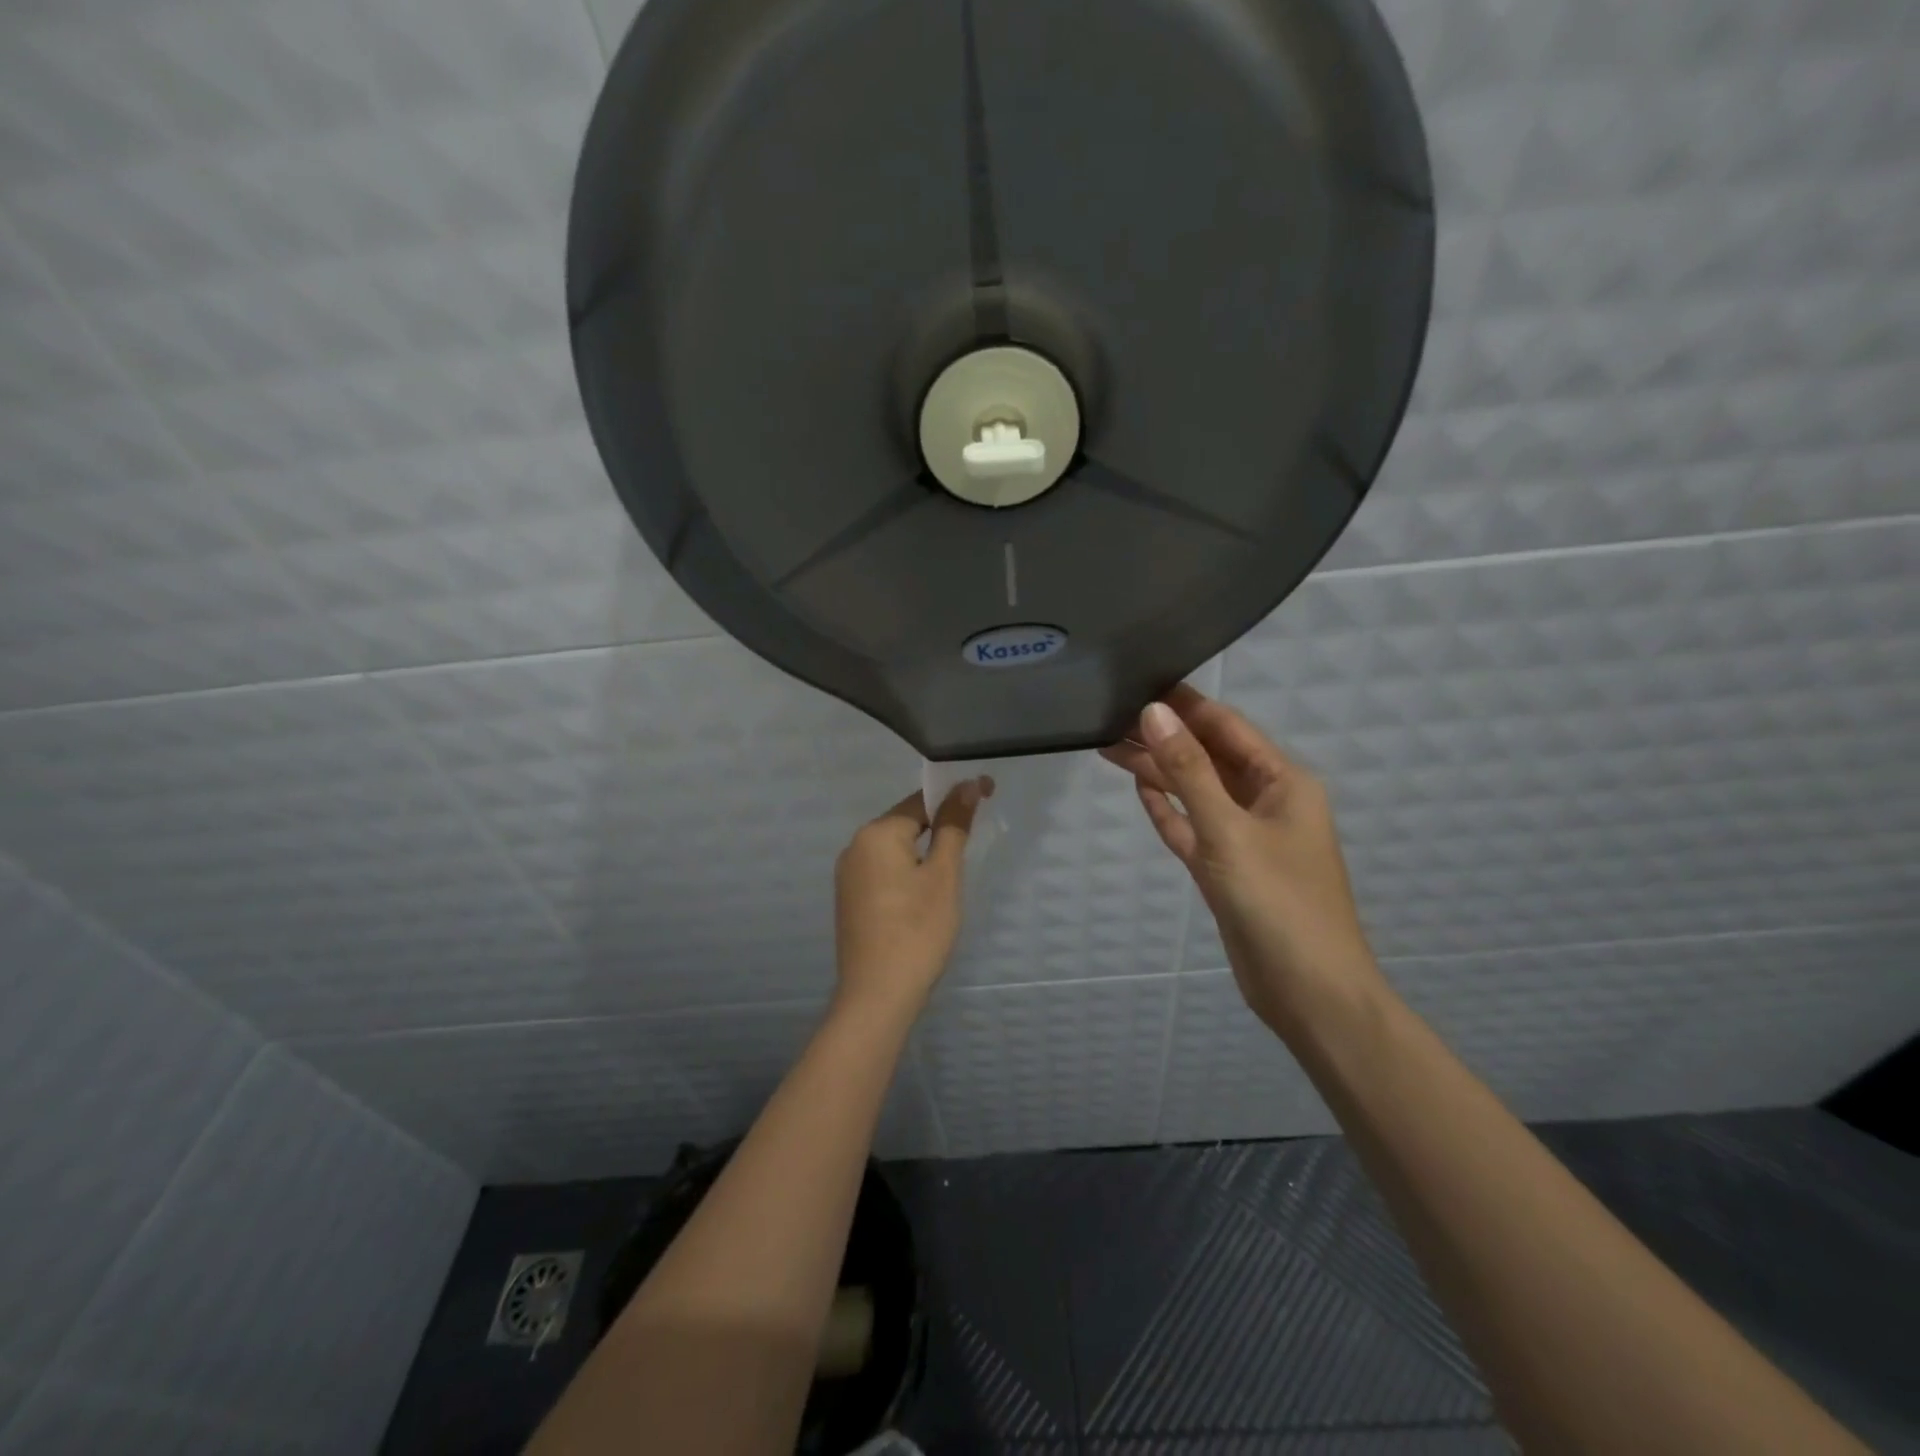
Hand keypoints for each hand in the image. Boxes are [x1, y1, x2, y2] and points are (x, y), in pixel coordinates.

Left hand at [832, 779, 991, 1023]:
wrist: (877, 996)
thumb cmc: (917, 930)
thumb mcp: (944, 876)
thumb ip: (954, 827)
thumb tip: (966, 786)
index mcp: (876, 833)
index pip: (921, 801)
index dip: (955, 798)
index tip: (986, 795)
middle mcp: (854, 846)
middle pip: (905, 823)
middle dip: (939, 826)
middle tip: (973, 842)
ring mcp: (848, 875)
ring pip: (894, 849)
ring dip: (923, 852)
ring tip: (951, 873)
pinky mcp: (850, 900)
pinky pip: (883, 871)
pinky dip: (907, 873)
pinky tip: (924, 896)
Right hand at [1101, 686, 1381, 1035]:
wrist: (1310, 995)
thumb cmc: (1278, 904)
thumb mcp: (1228, 831)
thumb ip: (1189, 771)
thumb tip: (1154, 712)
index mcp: (1283, 783)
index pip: (1227, 727)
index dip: (1185, 705)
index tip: (1141, 681)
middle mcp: (1266, 803)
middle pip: (1207, 758)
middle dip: (1164, 738)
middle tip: (1108, 716)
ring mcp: (1245, 838)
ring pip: (1196, 793)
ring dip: (1159, 772)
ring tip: (1108, 747)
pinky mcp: (1227, 870)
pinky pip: (1194, 827)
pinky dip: (1169, 810)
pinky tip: (1140, 790)